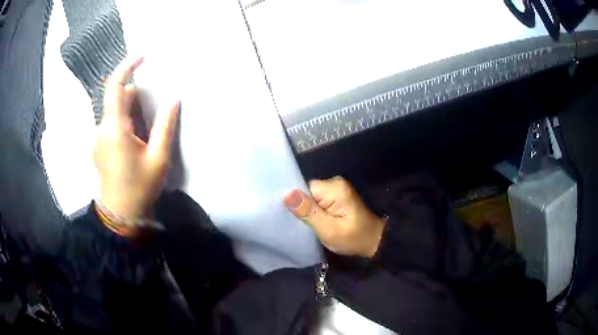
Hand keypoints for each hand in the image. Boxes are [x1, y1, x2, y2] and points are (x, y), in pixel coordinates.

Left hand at [94, 57, 179, 222]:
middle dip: (136, 96)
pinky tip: (134, 141)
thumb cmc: (139, 189)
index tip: (144, 56)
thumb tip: (174, 99)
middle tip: (154, 109)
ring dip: (130, 111)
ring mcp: (97, 139)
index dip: (128, 66)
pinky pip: (110, 124)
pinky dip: (123, 122)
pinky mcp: (97, 147)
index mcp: (115, 129)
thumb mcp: (158, 159)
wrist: (119, 217)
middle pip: (117, 98)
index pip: (116, 86)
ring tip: (145, 132)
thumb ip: (165, 126)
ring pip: (114, 112)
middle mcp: (101, 129)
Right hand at [284, 176, 385, 257]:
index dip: (294, 201)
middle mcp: (334, 183)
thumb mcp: (329, 229)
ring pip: (310, 197)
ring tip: (302, 224)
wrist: (373, 241)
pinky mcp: (336, 197)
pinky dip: (313, 211)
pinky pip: (317, 200)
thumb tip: (287, 194)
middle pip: (306, 191)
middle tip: (296, 223)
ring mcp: (336, 189)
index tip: (286, 215)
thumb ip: (308, 212)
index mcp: (334, 188)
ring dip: (306, 210)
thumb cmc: (353, 238)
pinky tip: (311, 221)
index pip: (303, 188)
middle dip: (300, 207)